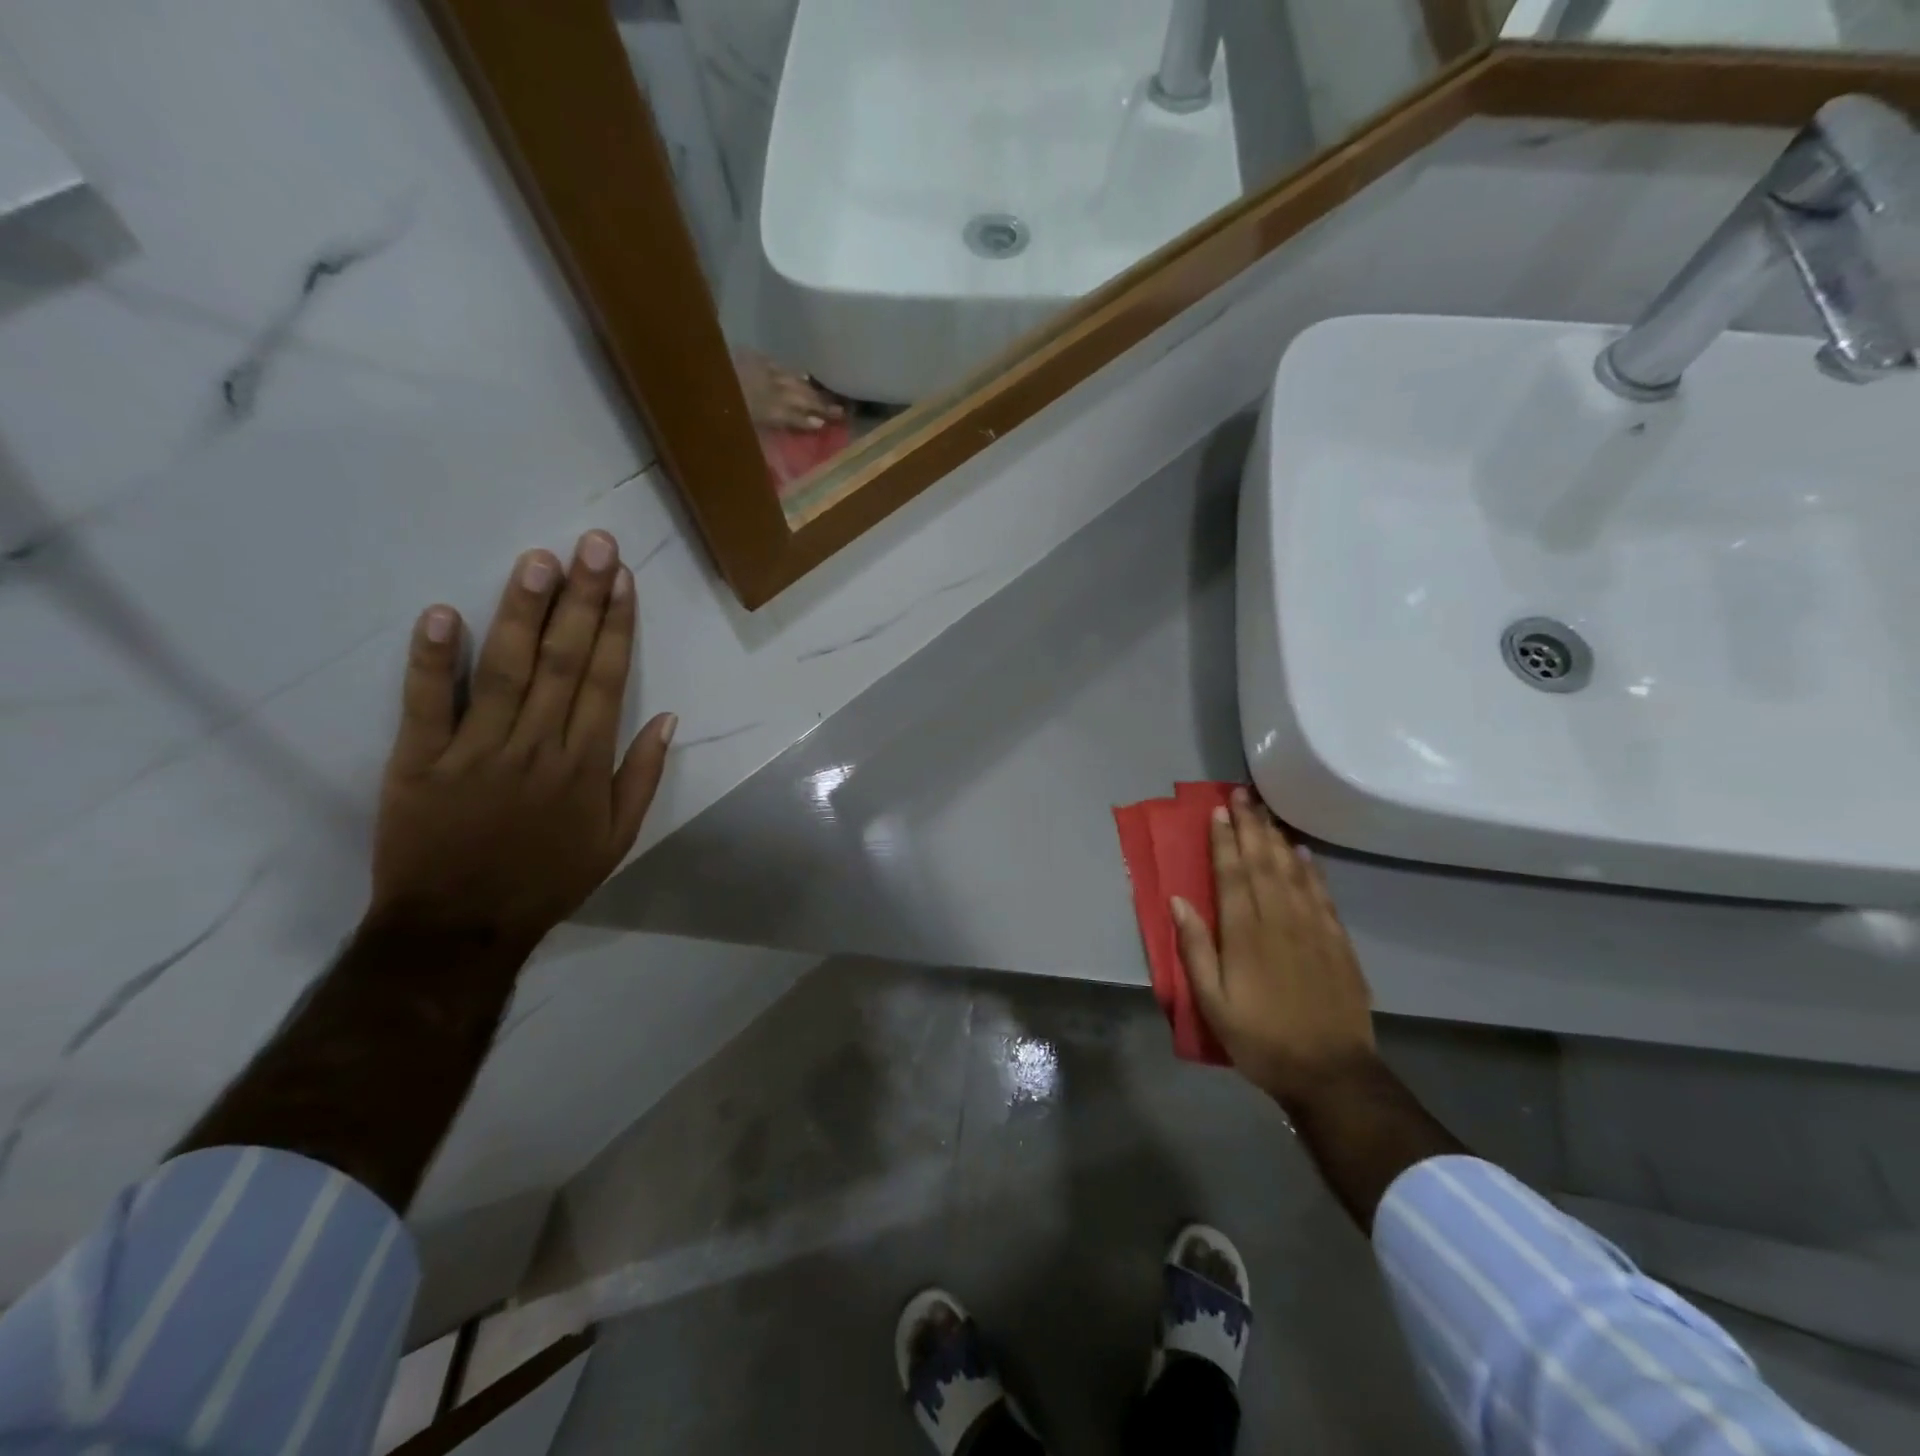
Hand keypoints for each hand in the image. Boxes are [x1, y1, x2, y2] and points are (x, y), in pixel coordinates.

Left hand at [367, 530, 675, 951]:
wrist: (460, 927)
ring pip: (506, 670)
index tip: (623, 580)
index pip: (607, 681)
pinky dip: (432, 660)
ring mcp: (476, 750)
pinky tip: (444, 613)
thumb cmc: (547, 879)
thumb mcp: (618, 839)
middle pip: (565, 662)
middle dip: (582, 599)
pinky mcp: (419, 761)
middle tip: (592, 544)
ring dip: (524, 612)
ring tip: (539, 560)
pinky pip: (426, 704)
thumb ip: (642, 776)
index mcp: (586, 765)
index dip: (616, 626)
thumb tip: (666, 717)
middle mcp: (538, 747)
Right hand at [1173, 791, 1377, 1112]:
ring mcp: (1313, 928)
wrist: (1331, 1074)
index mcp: (1244, 934)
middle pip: (1262, 862)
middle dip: (1250, 826)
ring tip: (1266, 811)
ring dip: (1277, 838)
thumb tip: (1178, 901)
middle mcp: (1279, 920)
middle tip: (1242, 794)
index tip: (1218, 811)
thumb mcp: (1212, 1003)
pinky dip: (1311, 868)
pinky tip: (1303, 852)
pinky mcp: (1337, 942)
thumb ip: (1194, 949)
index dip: (1224, 840)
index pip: (1232, 874)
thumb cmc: (1261, 1039)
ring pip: (1292, 871)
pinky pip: (1322, 894)